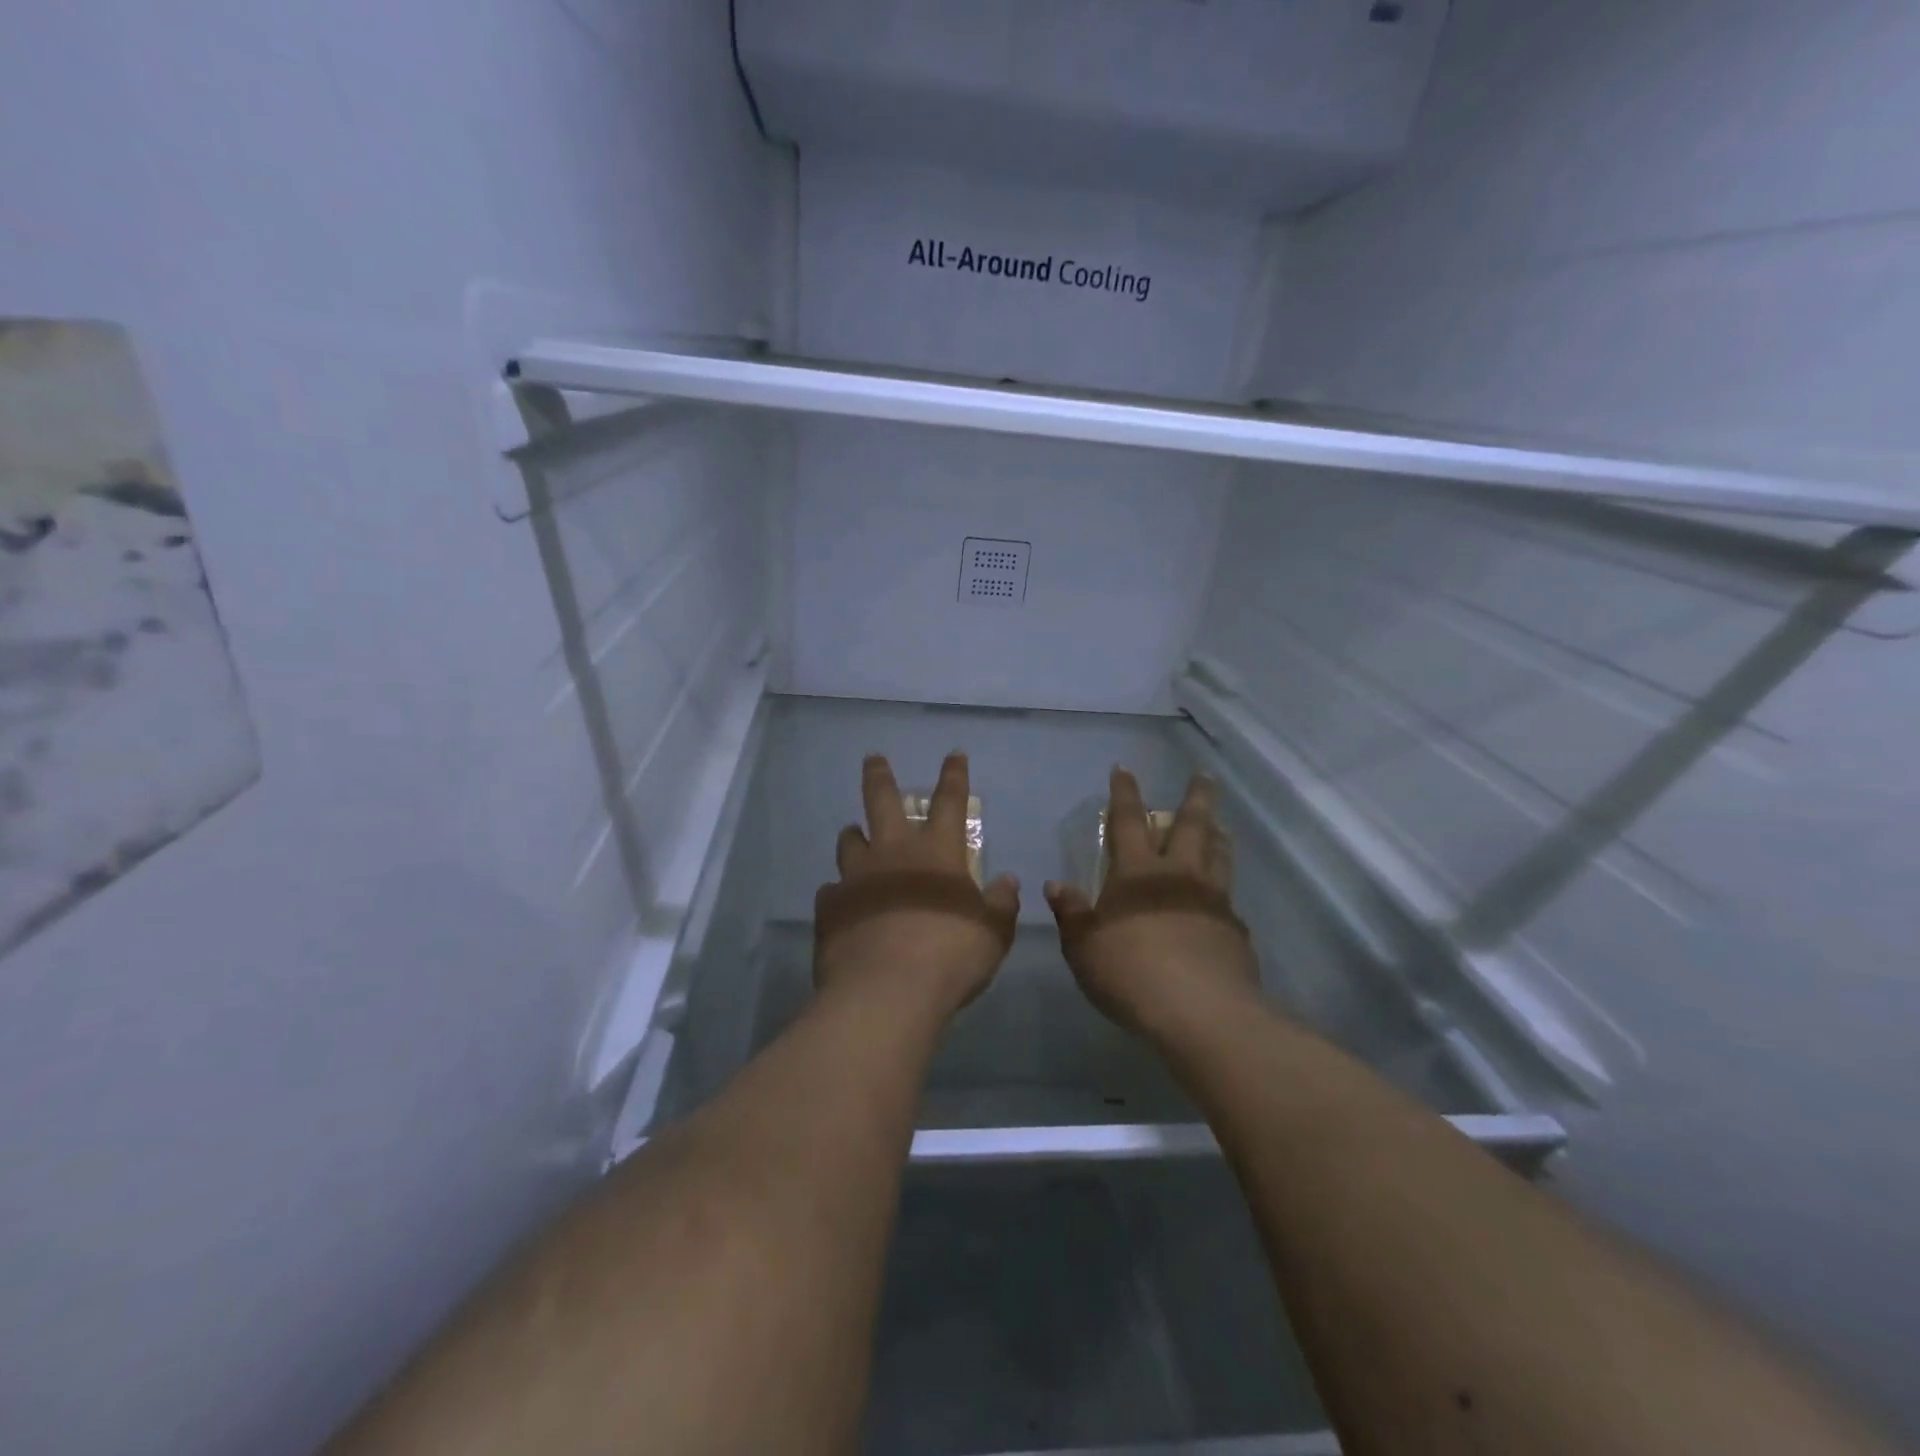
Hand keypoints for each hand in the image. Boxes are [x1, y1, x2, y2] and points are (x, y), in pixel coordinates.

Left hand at [814, 753, 1020, 1020]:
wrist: (886, 992)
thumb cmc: (949, 956)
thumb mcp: (992, 934)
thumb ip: (1001, 904)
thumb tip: (1008, 881)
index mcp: (938, 852)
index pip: (950, 801)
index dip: (954, 776)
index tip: (953, 754)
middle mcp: (894, 853)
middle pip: (882, 801)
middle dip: (879, 776)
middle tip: (873, 758)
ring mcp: (857, 877)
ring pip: (850, 841)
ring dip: (854, 835)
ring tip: (854, 834)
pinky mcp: (830, 907)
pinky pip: (832, 891)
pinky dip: (839, 892)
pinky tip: (842, 903)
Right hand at [1045, 767, 1258, 1038]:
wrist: (1201, 1013)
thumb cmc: (1131, 974)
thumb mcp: (1083, 948)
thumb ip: (1071, 914)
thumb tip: (1056, 885)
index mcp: (1137, 874)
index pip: (1128, 820)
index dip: (1125, 793)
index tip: (1124, 769)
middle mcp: (1179, 876)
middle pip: (1190, 826)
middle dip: (1195, 797)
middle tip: (1204, 776)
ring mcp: (1213, 900)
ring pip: (1218, 854)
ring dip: (1217, 834)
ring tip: (1219, 824)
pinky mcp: (1235, 930)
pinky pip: (1229, 896)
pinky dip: (1224, 886)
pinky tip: (1222, 897)